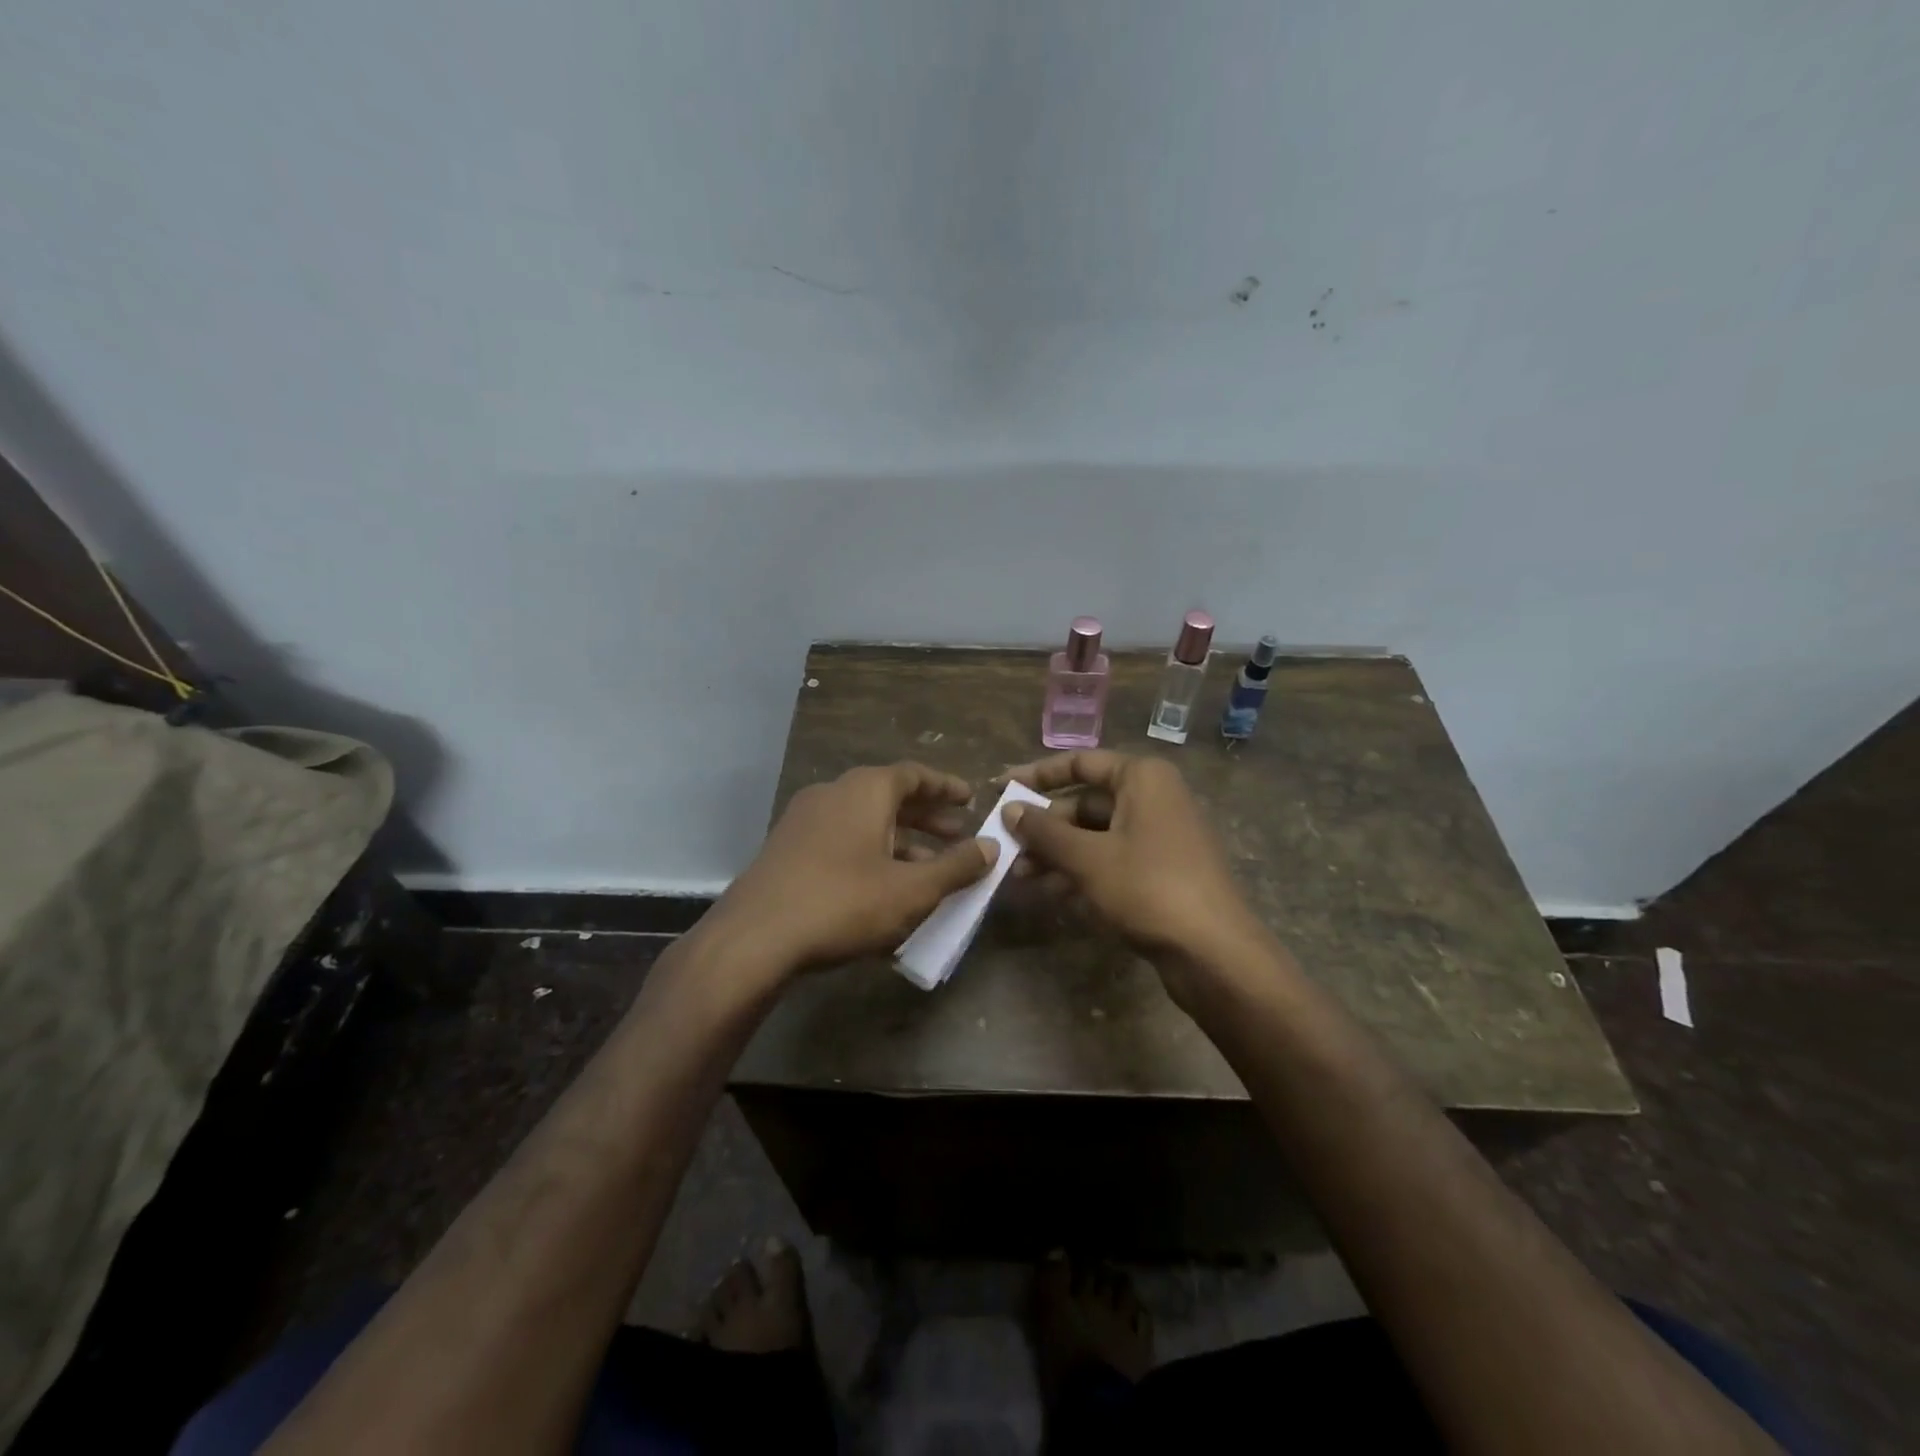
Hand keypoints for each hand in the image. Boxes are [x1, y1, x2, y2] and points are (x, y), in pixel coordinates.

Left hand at [708, 761, 997, 977]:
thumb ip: (956, 867)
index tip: (970, 799)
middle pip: (889, 797)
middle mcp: (833, 793)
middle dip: (926, 817)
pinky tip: (884, 888)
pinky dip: (870, 854)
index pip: (914, 775)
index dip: (945, 787)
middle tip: (957, 836)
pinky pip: (841, 840)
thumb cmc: (843, 903)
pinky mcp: (787, 849)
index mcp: (865, 790)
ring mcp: (804, 820)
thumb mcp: (912, 890)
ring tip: (928, 869)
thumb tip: (991, 846)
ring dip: (900, 840)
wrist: (754, 938)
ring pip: (864, 821)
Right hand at [1000, 751, 1265, 968]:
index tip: (1000, 788)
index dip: (1037, 775)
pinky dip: (1080, 871)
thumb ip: (1044, 831)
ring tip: (1018, 875)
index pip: (1080, 763)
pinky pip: (1110, 860)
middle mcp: (1153, 798)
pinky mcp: (1160, 871)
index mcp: (1142, 778)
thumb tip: (1009, 808)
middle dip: (1044, 826)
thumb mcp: (1087, 858)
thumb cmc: (1148, 888)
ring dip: (1056, 852)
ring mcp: (1159, 836)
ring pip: (1095, 835)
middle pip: (1085, 803)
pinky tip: (1049, 891)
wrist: (1214, 952)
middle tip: (1005, 845)